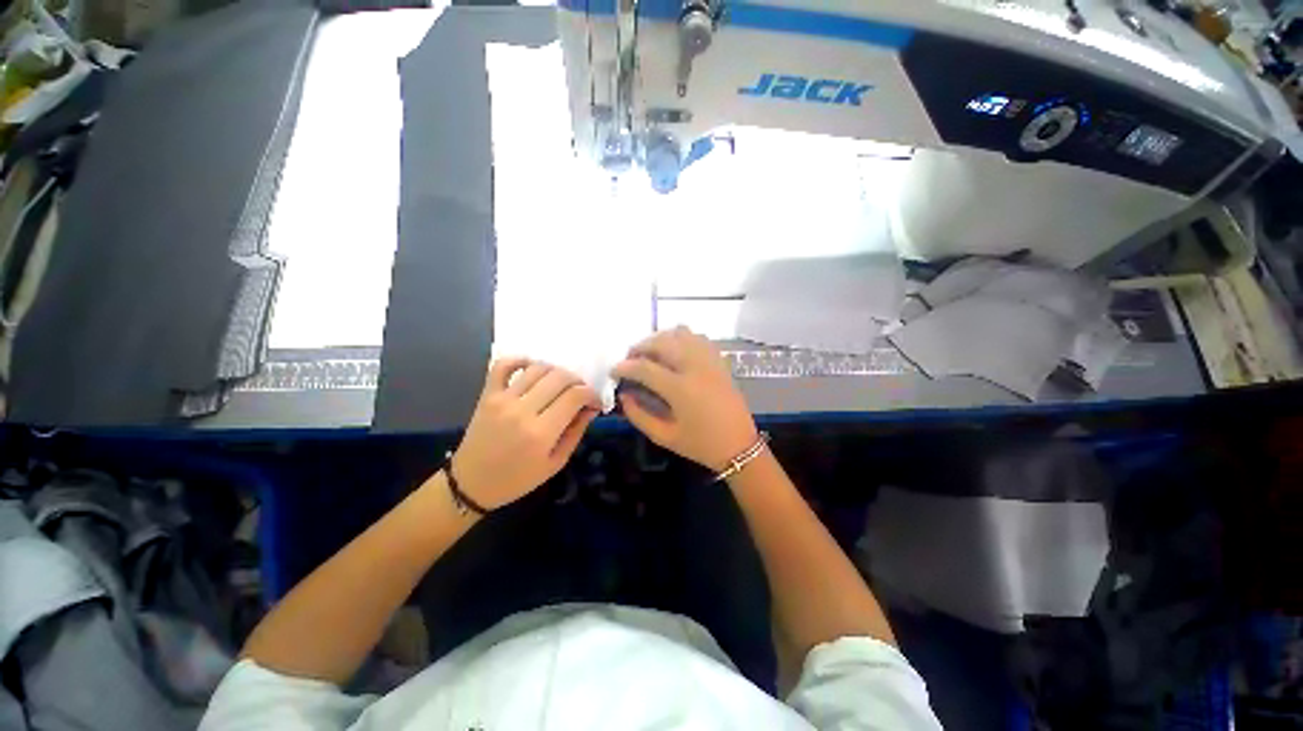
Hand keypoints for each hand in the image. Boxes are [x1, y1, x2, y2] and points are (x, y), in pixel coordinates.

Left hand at [451, 359, 599, 509]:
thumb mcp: (556, 463)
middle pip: (560, 377)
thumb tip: (591, 407)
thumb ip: (577, 432)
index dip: (591, 394)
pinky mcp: (487, 394)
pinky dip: (520, 360)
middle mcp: (522, 410)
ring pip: (538, 368)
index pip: (575, 396)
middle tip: (580, 393)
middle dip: (578, 381)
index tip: (594, 402)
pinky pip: (503, 365)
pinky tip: (532, 368)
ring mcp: (502, 399)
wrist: (471, 484)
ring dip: (556, 371)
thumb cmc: (518, 479)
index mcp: (541, 433)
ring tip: (560, 385)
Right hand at [612, 327, 758, 472]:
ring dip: (660, 339)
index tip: (614, 371)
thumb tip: (623, 394)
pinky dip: (681, 338)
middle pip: (661, 342)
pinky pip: (698, 337)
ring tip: (651, 354)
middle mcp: (694, 367)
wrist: (739, 446)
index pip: (645, 368)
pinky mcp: (719, 360)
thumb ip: (639, 415)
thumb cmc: (700, 445)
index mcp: (680, 389)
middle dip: (640, 347)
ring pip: (680, 333)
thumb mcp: (664, 436)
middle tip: (630, 360)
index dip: (624, 367)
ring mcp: (709, 360)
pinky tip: (675, 352)